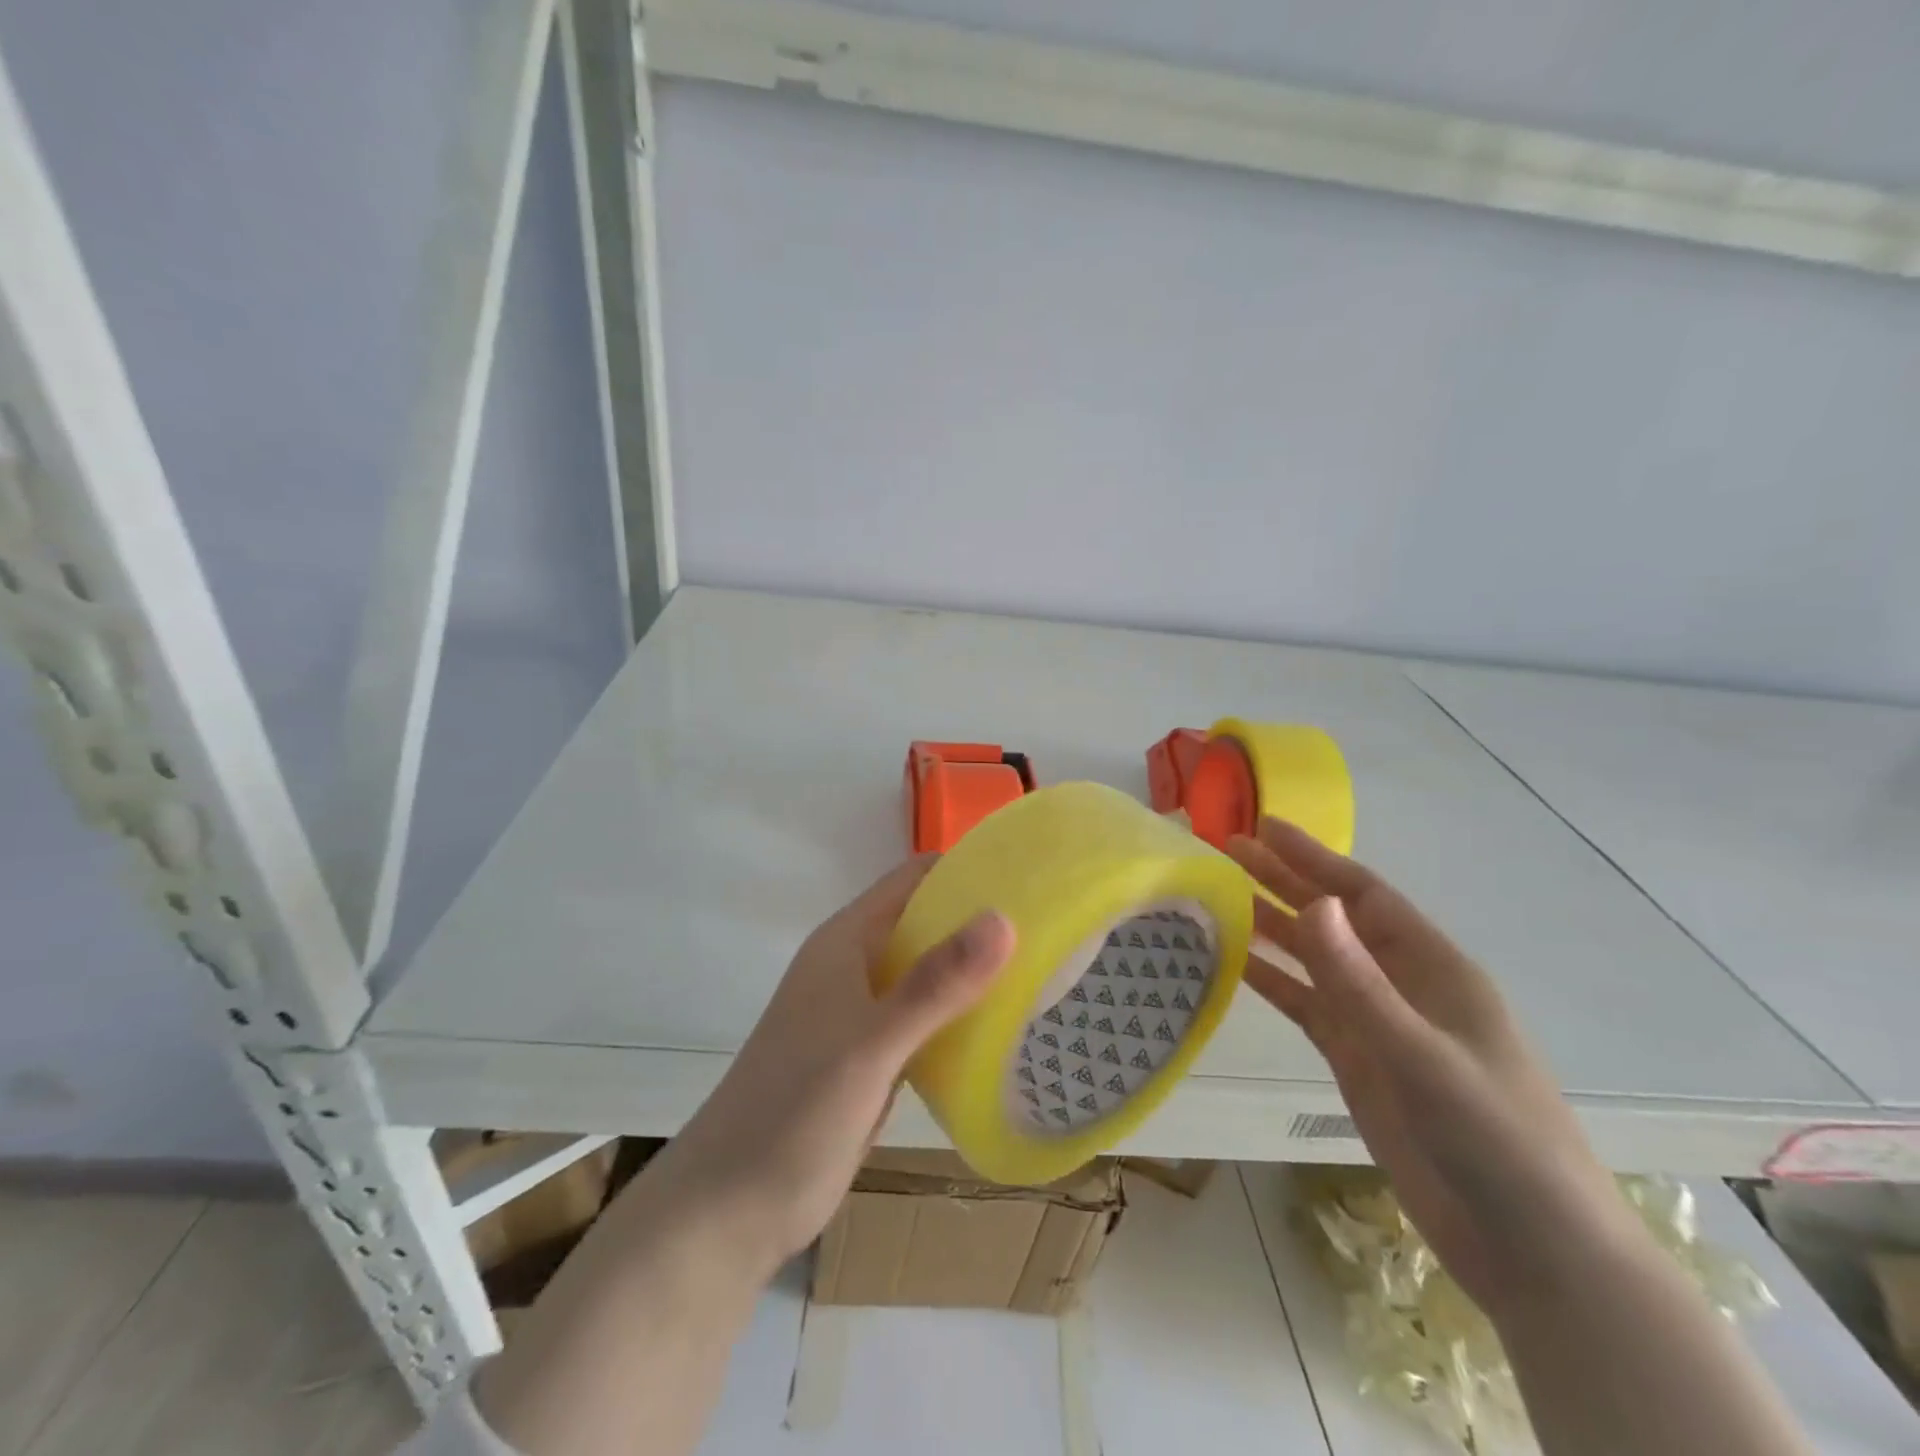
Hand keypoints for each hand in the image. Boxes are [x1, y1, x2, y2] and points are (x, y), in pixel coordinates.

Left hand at [653, 855, 1016, 1273]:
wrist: (732, 1207)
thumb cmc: (795, 1111)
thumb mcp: (870, 1044)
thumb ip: (936, 984)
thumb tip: (1003, 919)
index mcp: (846, 941)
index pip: (913, 879)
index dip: (966, 868)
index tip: (1031, 875)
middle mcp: (855, 966)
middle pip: (925, 923)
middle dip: (979, 921)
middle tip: (1052, 928)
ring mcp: (862, 1014)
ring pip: (928, 975)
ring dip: (974, 972)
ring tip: (1045, 972)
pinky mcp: (872, 1058)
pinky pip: (925, 1021)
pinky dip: (960, 1017)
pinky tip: (1006, 1029)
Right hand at [1229, 819, 1627, 1316]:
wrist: (1531, 1251)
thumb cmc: (1494, 1140)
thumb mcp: (1421, 1055)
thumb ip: (1360, 981)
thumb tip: (1313, 902)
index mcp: (1433, 968)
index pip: (1363, 895)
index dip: (1313, 858)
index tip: (1263, 828)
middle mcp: (1403, 985)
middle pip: (1333, 921)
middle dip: (1281, 882)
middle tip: (1224, 850)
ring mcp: (1378, 1025)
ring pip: (1314, 960)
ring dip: (1270, 927)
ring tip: (1218, 895)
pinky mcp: (1359, 1061)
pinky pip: (1307, 1006)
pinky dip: (1273, 981)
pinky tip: (1235, 962)